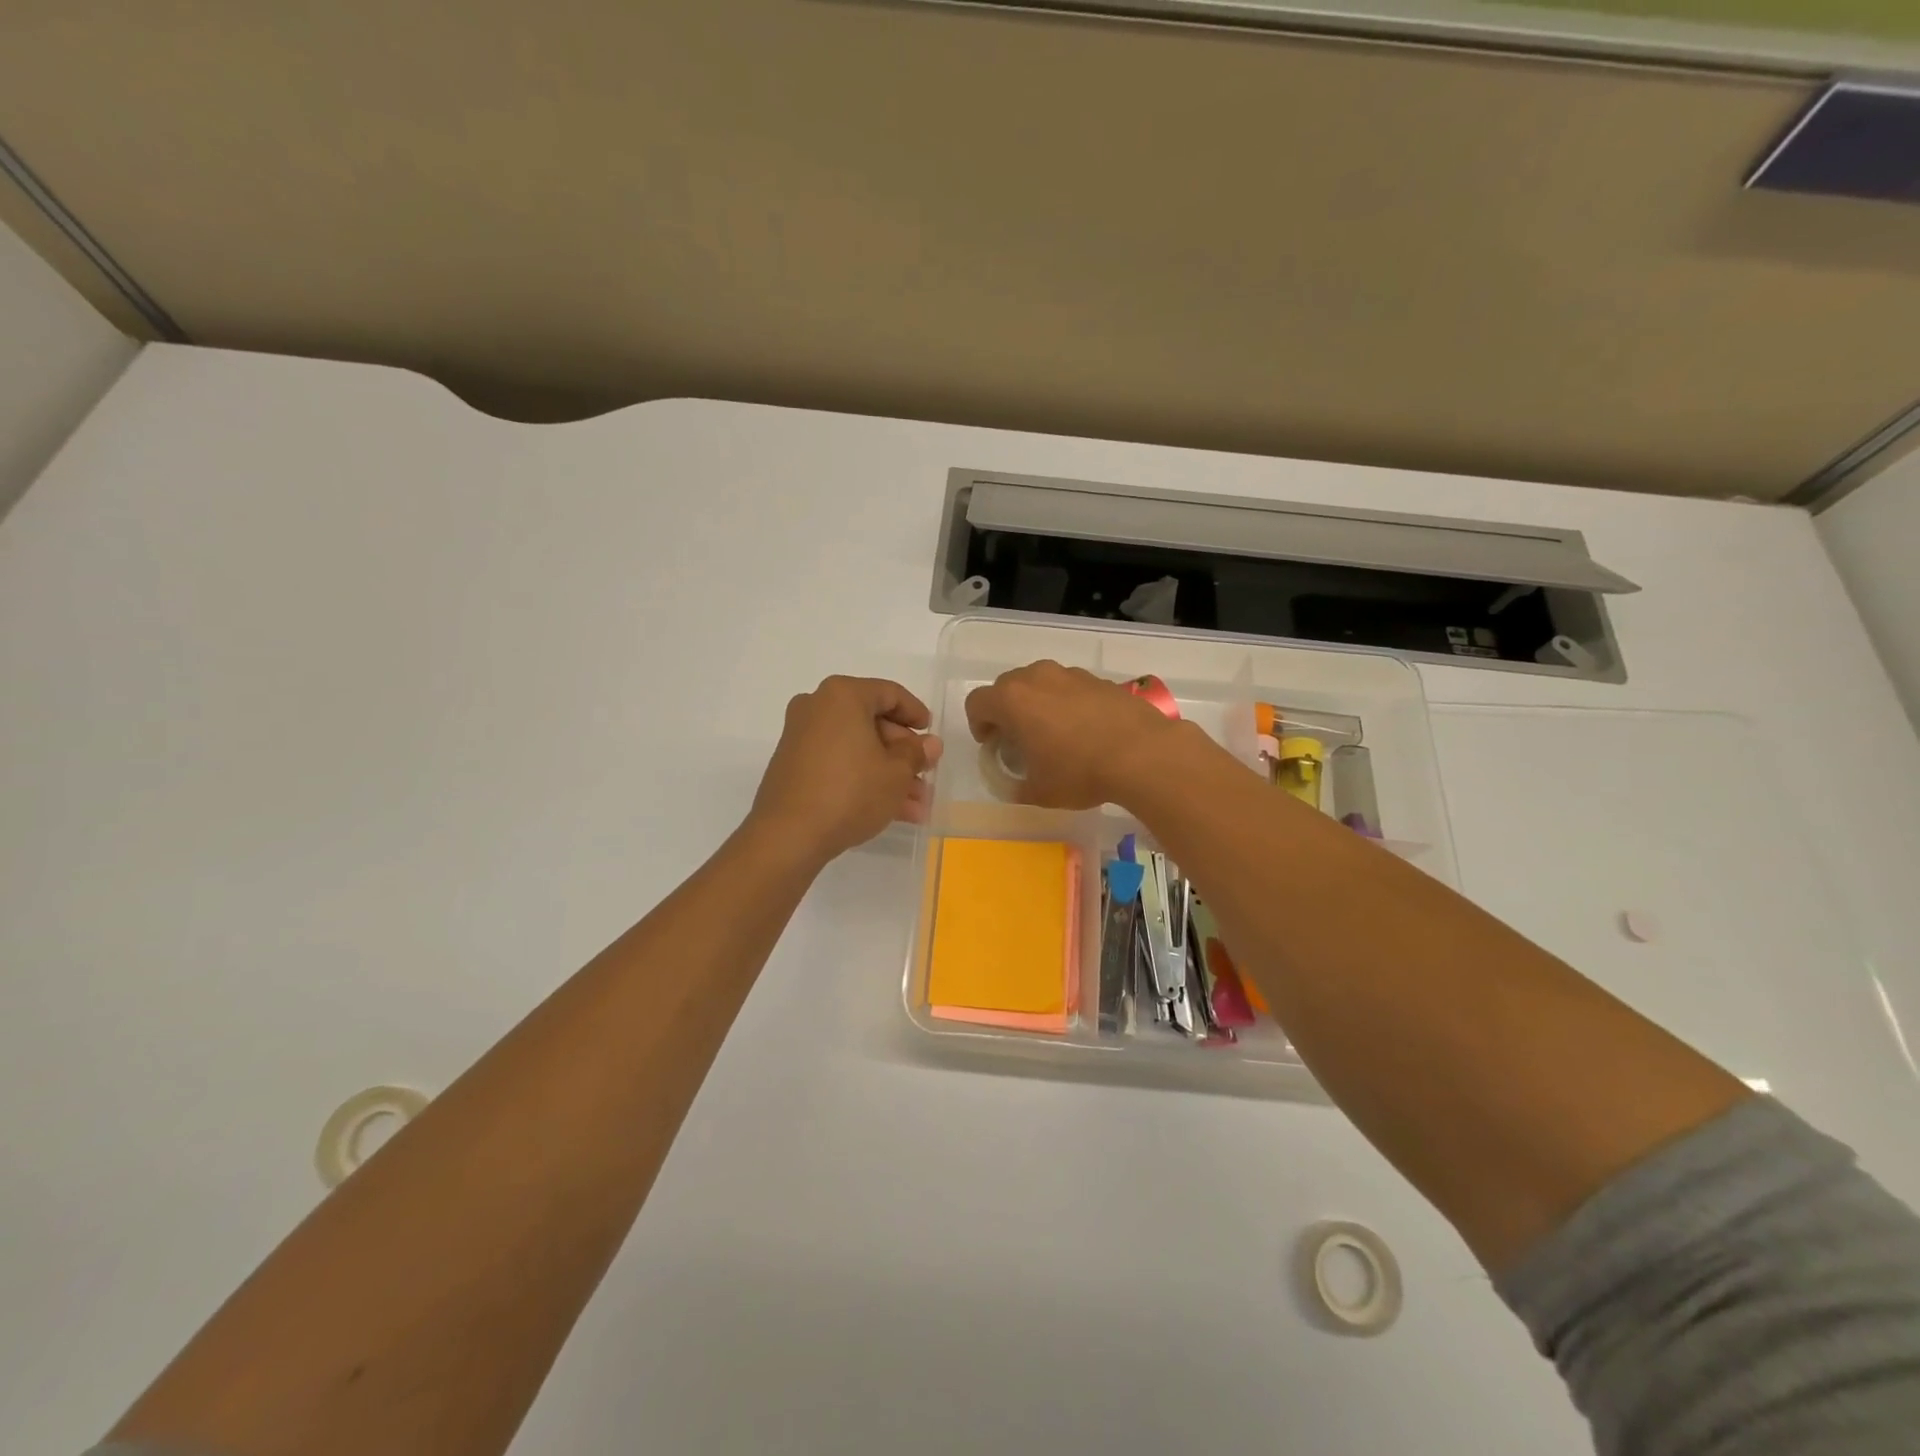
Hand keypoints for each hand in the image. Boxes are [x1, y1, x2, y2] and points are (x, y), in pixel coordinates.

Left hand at [749, 676, 943, 861]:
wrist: (789, 835)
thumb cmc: (851, 792)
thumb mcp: (896, 773)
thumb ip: (916, 753)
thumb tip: (930, 744)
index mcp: (843, 695)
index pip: (889, 693)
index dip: (916, 713)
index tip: (931, 735)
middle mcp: (817, 707)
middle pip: (872, 723)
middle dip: (903, 754)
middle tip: (925, 775)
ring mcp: (801, 737)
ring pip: (857, 748)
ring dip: (888, 773)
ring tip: (916, 805)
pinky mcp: (793, 766)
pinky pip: (838, 763)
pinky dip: (863, 779)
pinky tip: (891, 811)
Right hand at [964, 660, 1187, 809]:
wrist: (1142, 753)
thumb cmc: (1079, 772)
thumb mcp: (1039, 792)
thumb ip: (1017, 786)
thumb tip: (1016, 786)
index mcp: (1012, 700)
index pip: (977, 702)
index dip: (978, 724)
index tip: (992, 745)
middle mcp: (1037, 677)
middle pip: (1007, 686)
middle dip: (1006, 711)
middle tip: (1019, 739)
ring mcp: (1070, 674)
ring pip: (1040, 683)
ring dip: (1037, 703)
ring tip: (1054, 733)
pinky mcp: (1099, 679)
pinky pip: (1070, 687)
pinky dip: (1067, 703)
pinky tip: (1085, 730)